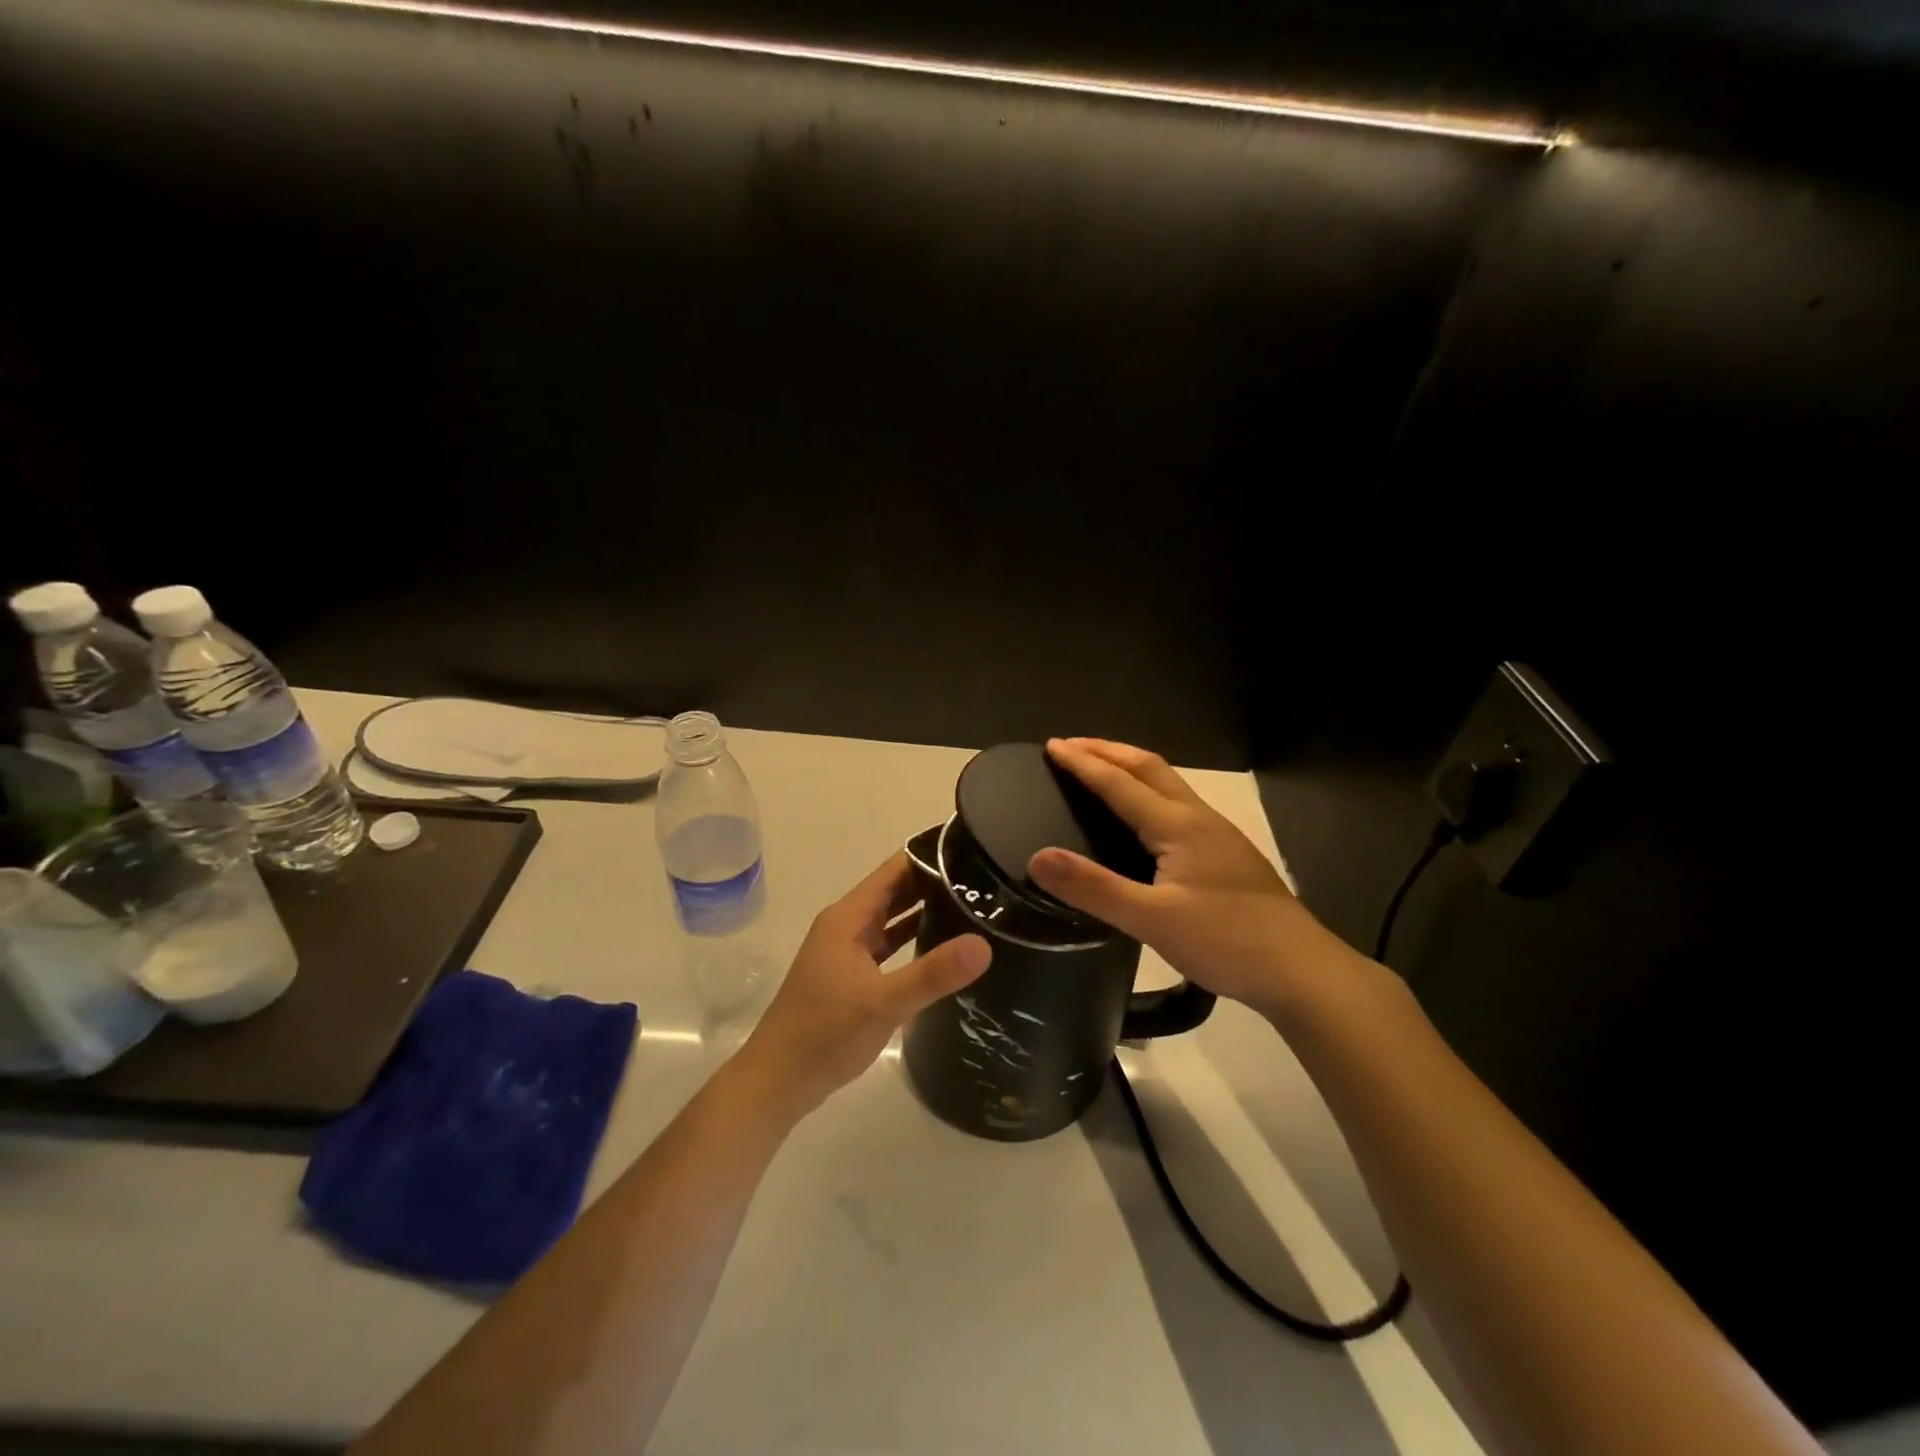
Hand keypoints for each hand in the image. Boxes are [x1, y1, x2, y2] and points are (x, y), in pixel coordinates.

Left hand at [738, 852, 991, 1115]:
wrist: (778, 1082)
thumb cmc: (824, 1034)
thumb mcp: (883, 1003)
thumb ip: (933, 974)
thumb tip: (984, 944)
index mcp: (848, 918)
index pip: (895, 870)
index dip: (931, 856)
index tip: (974, 851)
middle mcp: (846, 926)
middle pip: (895, 891)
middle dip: (935, 882)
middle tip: (985, 880)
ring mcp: (847, 952)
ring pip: (892, 920)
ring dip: (926, 911)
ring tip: (974, 906)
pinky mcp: (852, 977)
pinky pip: (889, 946)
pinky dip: (913, 941)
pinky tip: (943, 948)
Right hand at [1028, 738, 1350, 1018]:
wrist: (1302, 970)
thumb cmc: (1226, 941)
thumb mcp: (1152, 920)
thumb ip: (1094, 888)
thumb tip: (1037, 857)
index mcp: (1178, 826)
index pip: (1120, 783)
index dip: (1083, 763)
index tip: (1052, 746)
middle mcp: (1199, 819)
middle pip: (1149, 768)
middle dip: (1108, 751)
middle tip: (1071, 747)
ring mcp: (1219, 835)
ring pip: (1168, 784)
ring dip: (1131, 768)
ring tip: (1102, 771)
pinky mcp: (1228, 854)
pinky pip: (1179, 804)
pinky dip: (1149, 791)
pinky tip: (1146, 818)